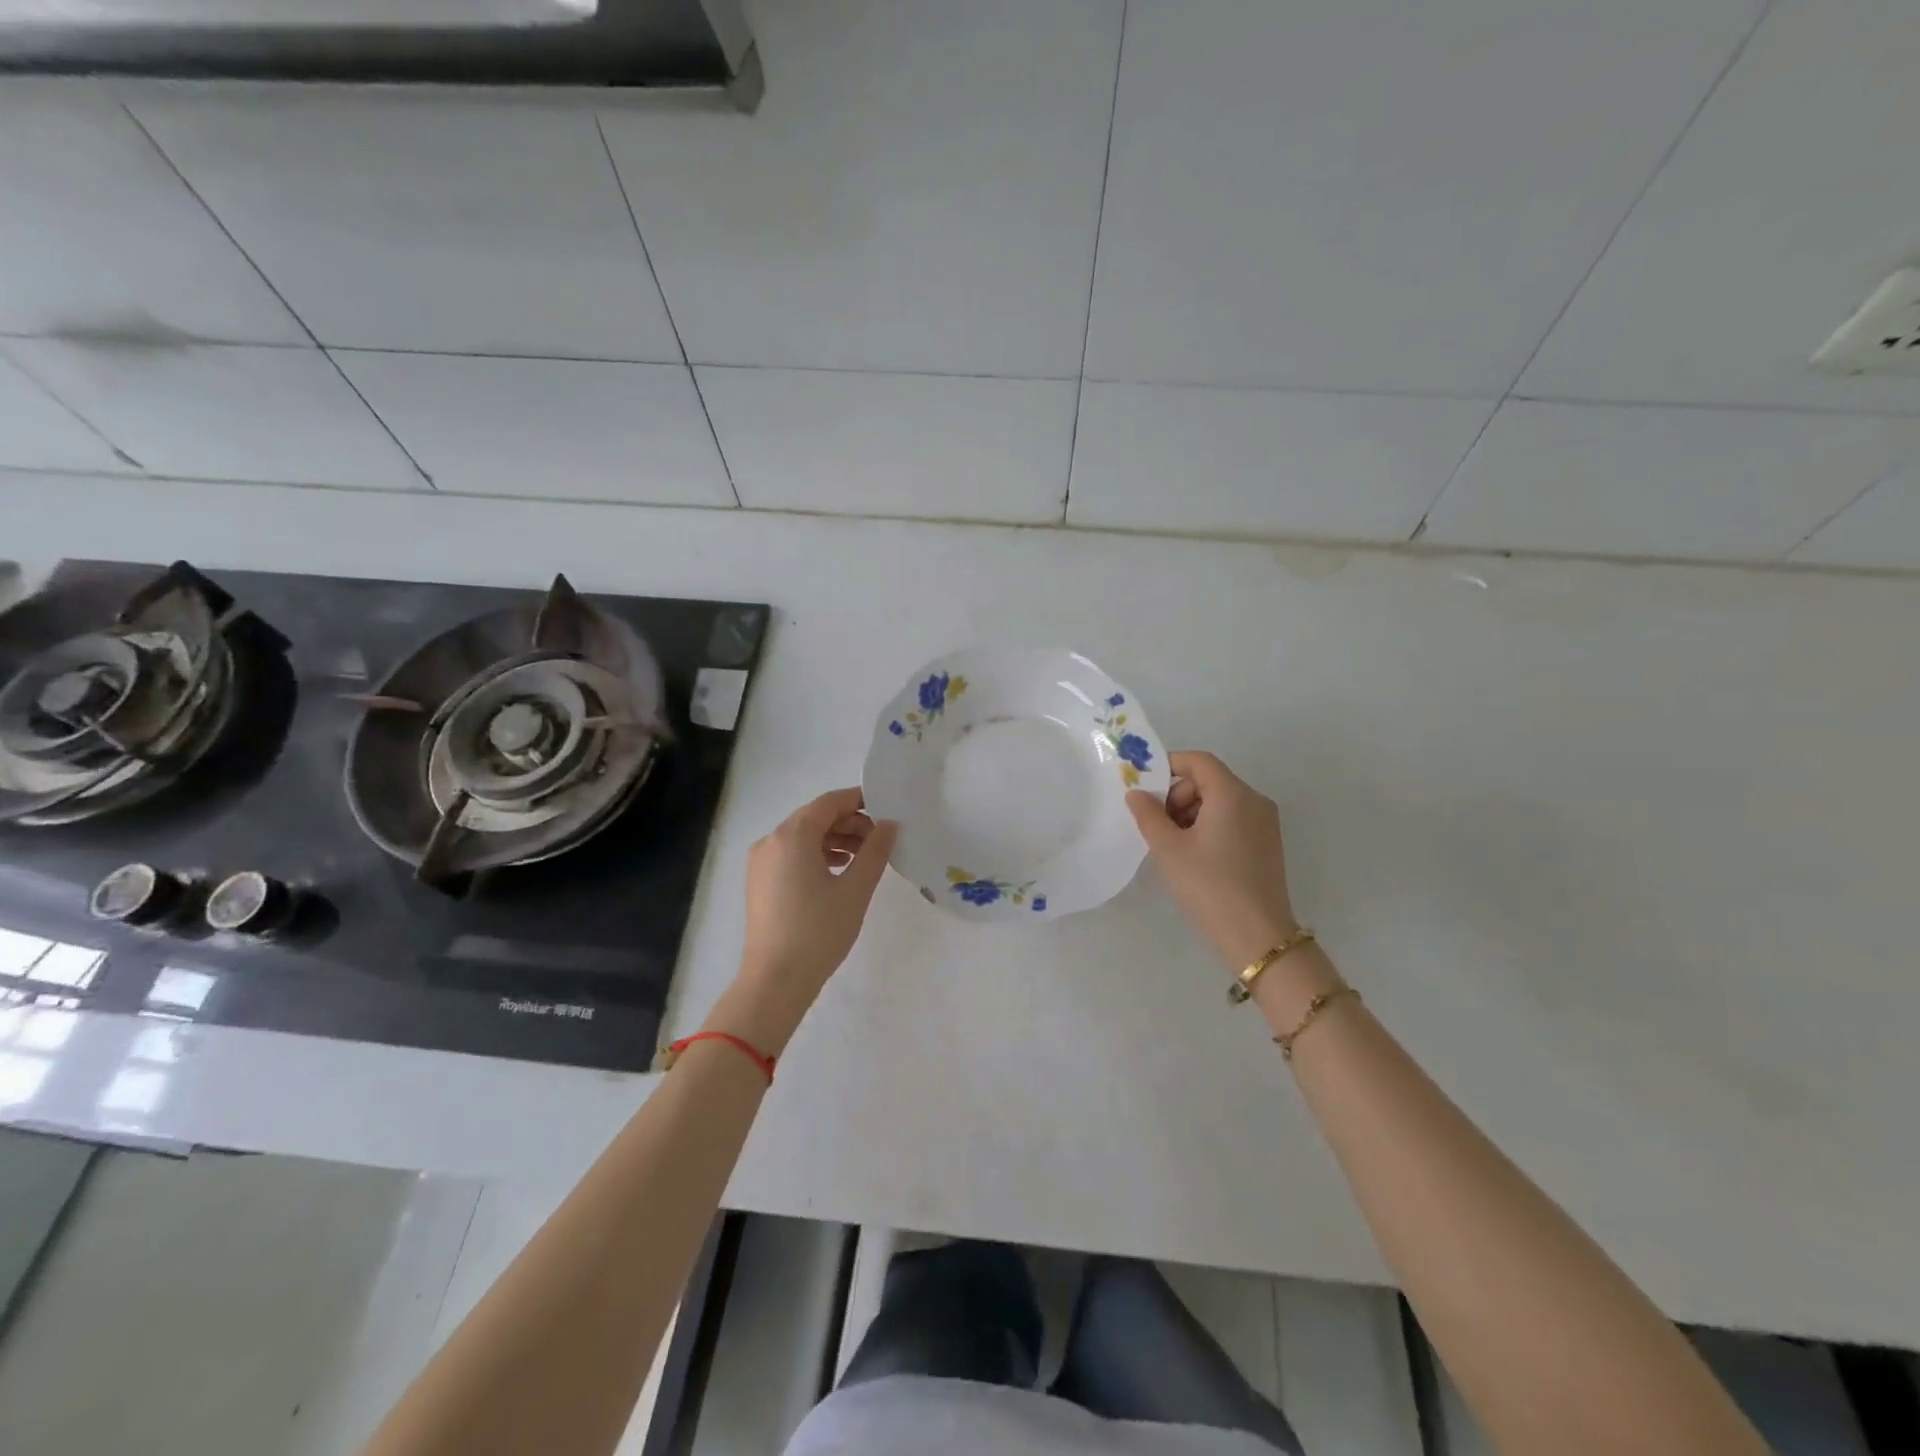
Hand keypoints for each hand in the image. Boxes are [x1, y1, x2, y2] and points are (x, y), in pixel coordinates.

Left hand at [716, 788, 896, 1052]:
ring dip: (835, 840)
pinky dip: (816, 854)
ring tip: (863, 859)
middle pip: (815, 817)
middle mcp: (771, 840)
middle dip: (849, 823)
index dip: (860, 800)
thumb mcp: (856, 889)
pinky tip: (838, 872)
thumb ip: (875, 850)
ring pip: (803, 836)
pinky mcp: (760, 881)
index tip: (887, 810)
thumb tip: (890, 824)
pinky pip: (791, 854)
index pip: (830, 802)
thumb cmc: (819, 931)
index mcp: (793, 835)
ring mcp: (761, 861)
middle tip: (879, 841)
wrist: (775, 980)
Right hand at [1127, 751, 1299, 971]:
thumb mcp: (1168, 848)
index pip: (1199, 761)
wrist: (1257, 936)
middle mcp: (1254, 801)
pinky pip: (1233, 819)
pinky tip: (1196, 857)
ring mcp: (1266, 823)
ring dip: (1191, 813)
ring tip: (1174, 846)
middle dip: (1178, 796)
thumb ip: (1148, 814)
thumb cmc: (1208, 885)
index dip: (1169, 766)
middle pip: (1209, 780)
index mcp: (1233, 794)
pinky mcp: (1268, 844)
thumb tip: (1137, 793)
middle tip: (1158, 826)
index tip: (1145, 789)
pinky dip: (1210, 826)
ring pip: (1221, 801)